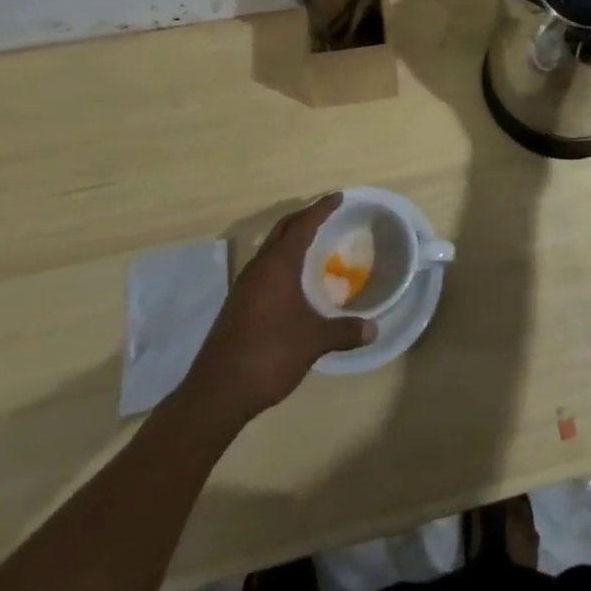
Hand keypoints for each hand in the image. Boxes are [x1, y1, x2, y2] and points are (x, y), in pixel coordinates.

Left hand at [192, 194, 373, 416]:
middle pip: (282, 230)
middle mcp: (258, 268)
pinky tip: (290, 278)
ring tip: (311, 241)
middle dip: (304, 217)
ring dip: (289, 238)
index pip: (302, 225)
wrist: (216, 394)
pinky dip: (280, 259)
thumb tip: (374, 329)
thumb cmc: (268, 355)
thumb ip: (344, 331)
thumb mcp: (313, 342)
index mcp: (278, 266)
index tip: (338, 197)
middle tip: (326, 212)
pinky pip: (263, 267)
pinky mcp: (236, 305)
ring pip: (269, 248)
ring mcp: (243, 286)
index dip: (321, 209)